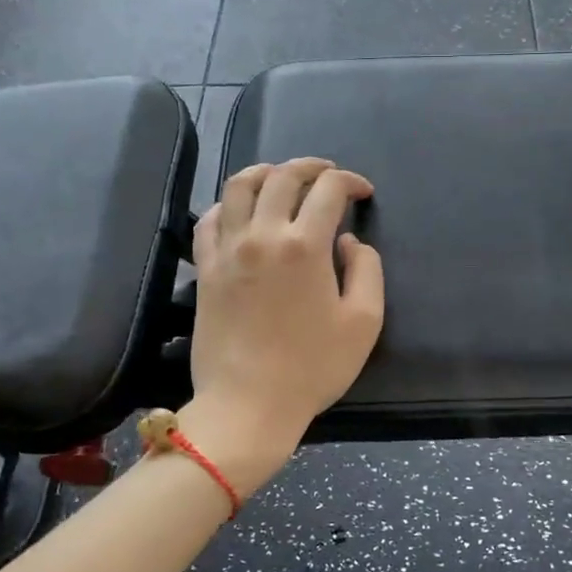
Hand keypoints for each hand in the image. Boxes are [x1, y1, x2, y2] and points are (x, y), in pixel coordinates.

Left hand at [188, 158, 384, 473]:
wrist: (249, 404)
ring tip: (281, 177)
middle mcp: (263, 235)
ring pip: (238, 186)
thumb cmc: (313, 367)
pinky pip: (208, 220)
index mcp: (305, 245)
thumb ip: (366, 269)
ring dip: (265, 172)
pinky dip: (227, 205)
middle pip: (282, 176)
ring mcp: (228, 250)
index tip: (363, 193)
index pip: (328, 189)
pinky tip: (241, 212)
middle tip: (328, 174)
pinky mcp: (205, 269)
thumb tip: (347, 241)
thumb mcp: (364, 321)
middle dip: (311, 167)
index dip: (350, 181)